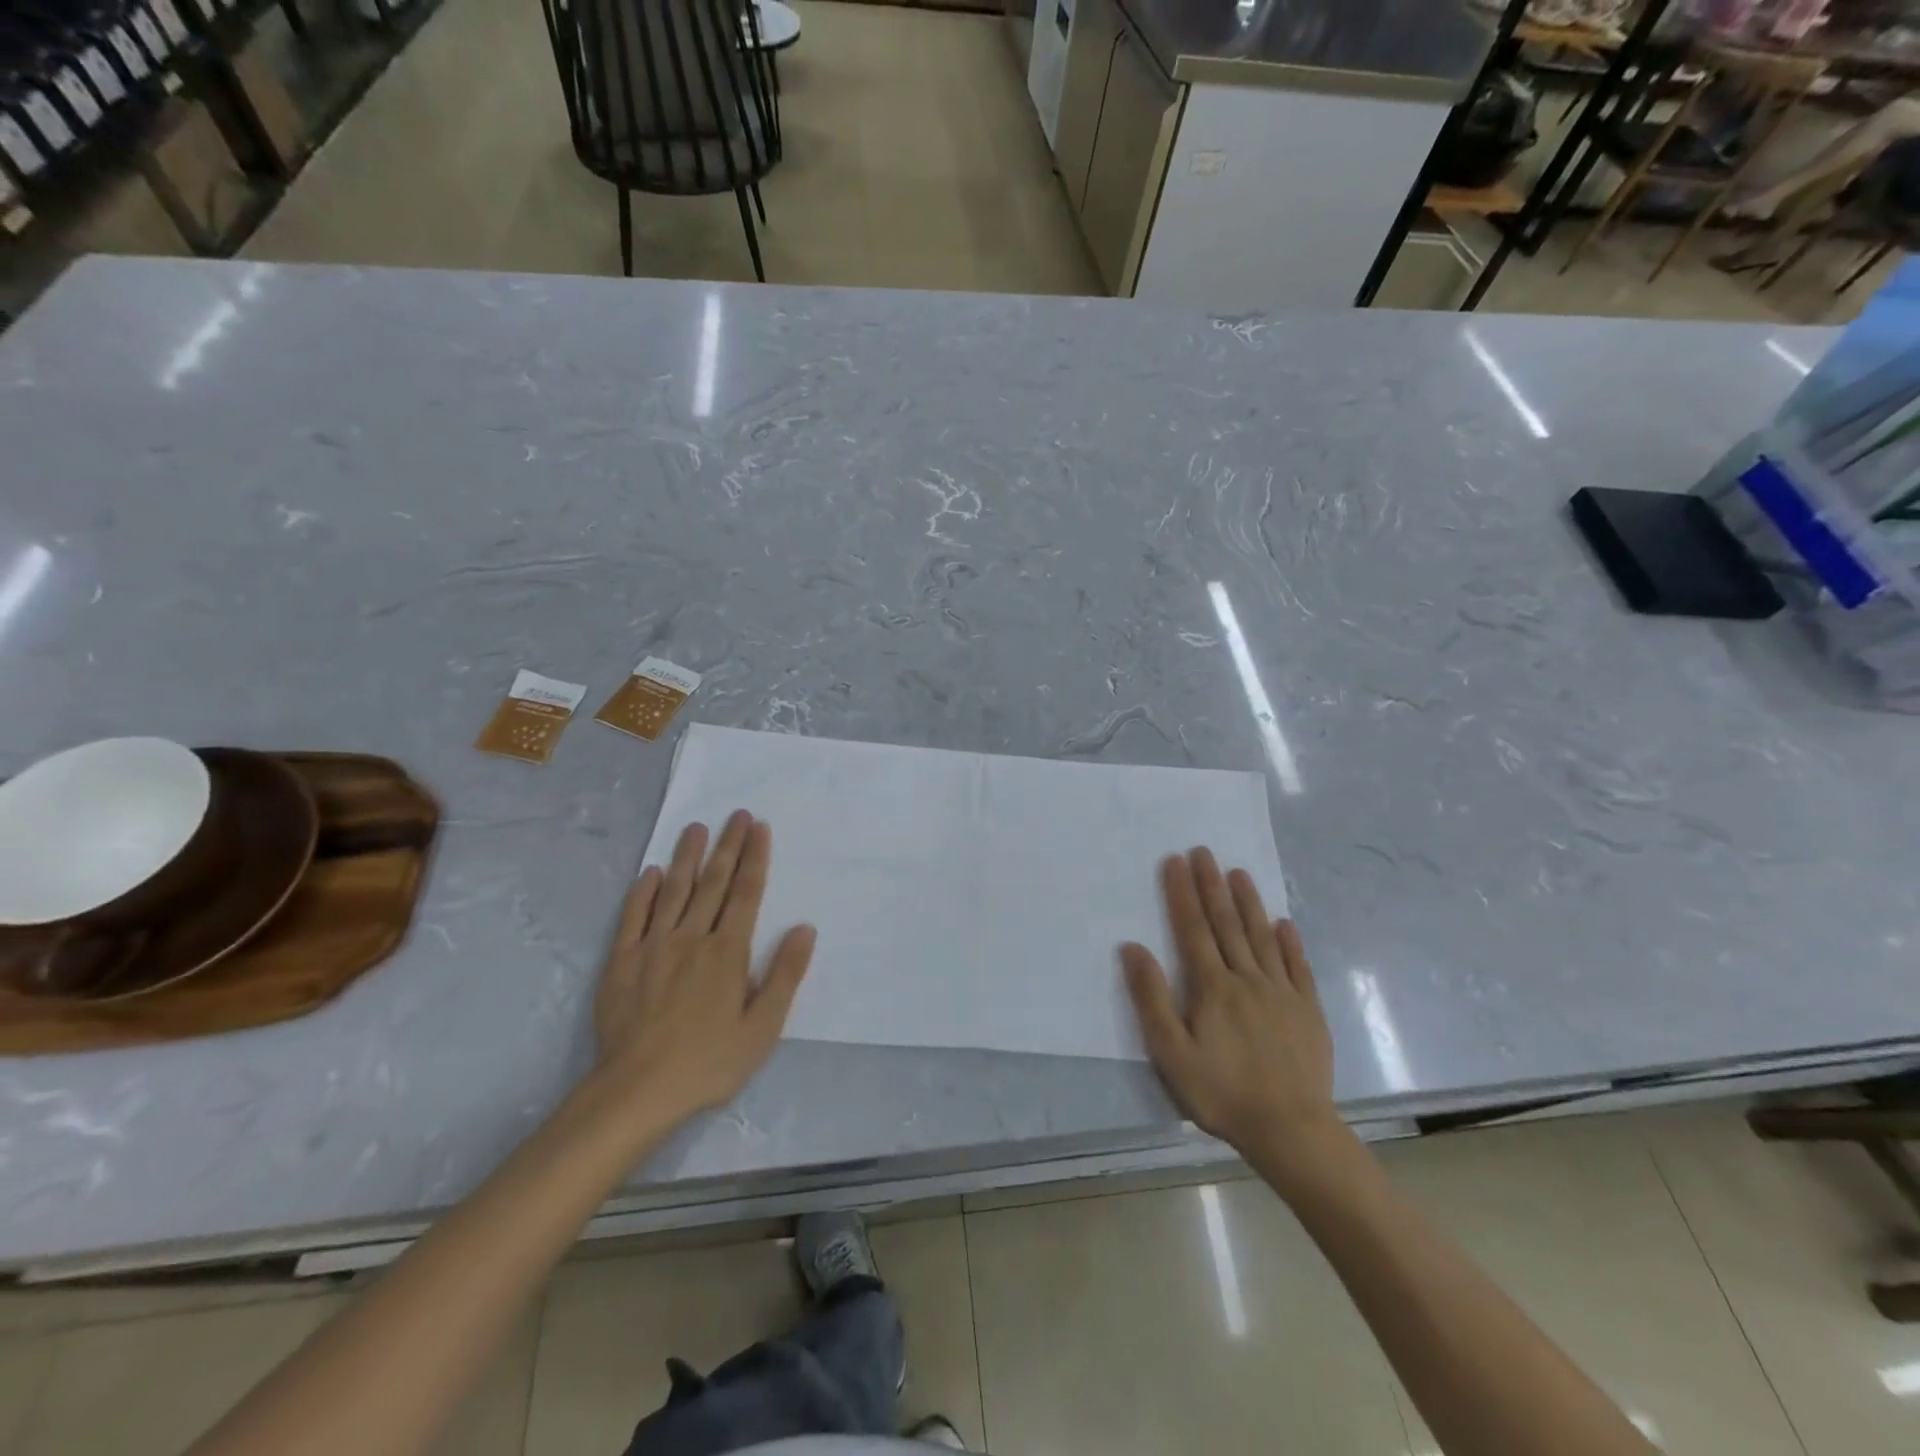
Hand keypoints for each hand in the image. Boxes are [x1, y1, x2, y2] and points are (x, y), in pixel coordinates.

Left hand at [592, 811, 815, 1125]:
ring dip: (686, 857)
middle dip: (727, 846)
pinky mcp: (622, 961)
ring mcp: (653, 946)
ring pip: (673, 891)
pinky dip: (643, 892)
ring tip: (695, 828)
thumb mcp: (763, 1028)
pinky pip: (633, 917)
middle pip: (713, 882)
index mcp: (728, 952)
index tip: (759, 827)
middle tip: (736, 814)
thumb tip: (805, 928)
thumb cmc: (709, 1062)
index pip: (746, 893)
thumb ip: (785, 975)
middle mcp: (692, 938)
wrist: (637, 1091)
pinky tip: (651, 873)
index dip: (754, 858)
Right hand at [1121, 848, 1344, 1182]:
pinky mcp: (1308, 1011)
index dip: (1182, 894)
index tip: (1175, 861)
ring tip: (1239, 873)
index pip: (1193, 930)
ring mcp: (1282, 993)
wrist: (1291, 1130)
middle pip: (1227, 924)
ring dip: (1249, 903)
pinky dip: (1289, 943)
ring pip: (1261, 937)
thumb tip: (1132, 947)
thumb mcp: (1171, 1053)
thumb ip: (1151, 998)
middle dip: (1212, 886)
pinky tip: (1284, 924)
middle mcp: (1247, 979)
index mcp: (1212, 987)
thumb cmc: (1222, 1093)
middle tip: (1204, 852)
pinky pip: (1297, 967)